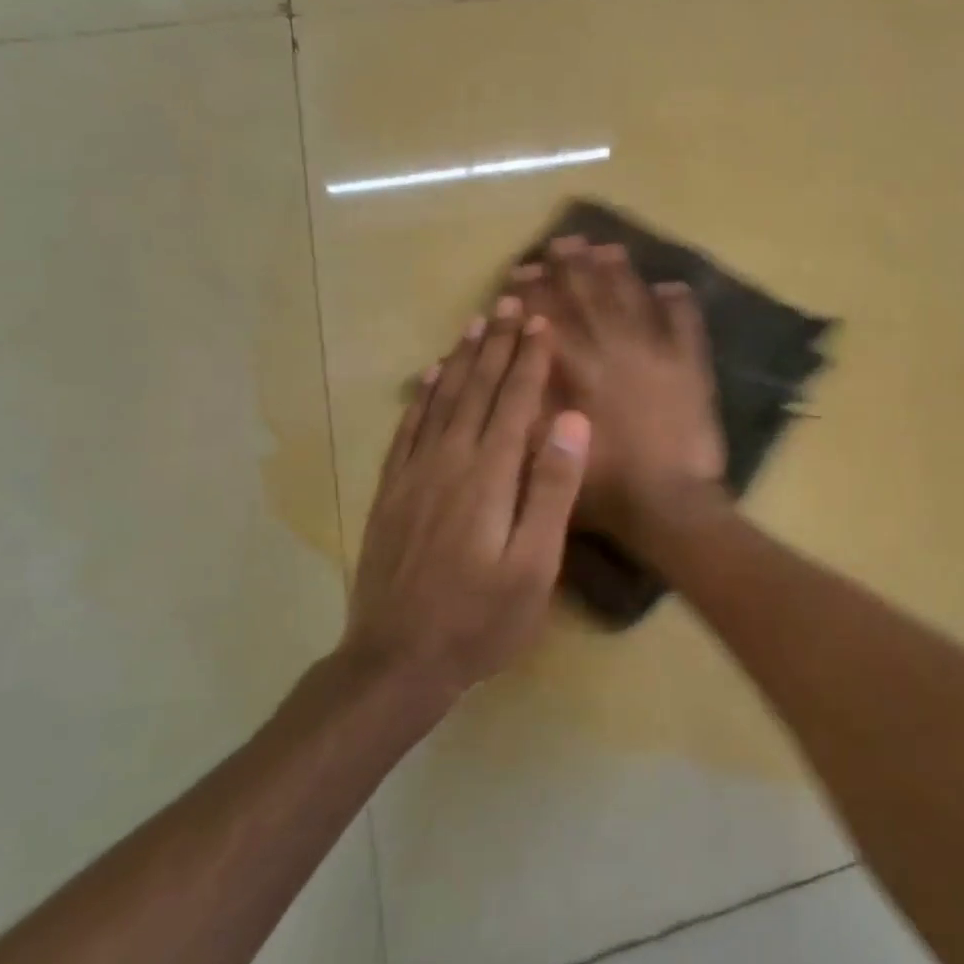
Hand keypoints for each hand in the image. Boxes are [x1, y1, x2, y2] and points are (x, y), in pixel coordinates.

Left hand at [346, 298, 589, 698]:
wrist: (397, 660)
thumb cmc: (481, 618)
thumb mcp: (535, 565)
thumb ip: (552, 490)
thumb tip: (572, 422)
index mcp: (490, 476)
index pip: (514, 403)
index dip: (530, 360)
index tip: (541, 321)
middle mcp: (449, 462)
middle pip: (477, 390)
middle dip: (498, 345)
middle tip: (510, 303)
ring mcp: (413, 475)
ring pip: (441, 401)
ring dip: (461, 359)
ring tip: (476, 324)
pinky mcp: (391, 492)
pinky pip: (407, 430)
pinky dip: (421, 397)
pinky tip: (429, 378)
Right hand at [510, 237, 726, 544]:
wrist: (669, 501)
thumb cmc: (602, 485)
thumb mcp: (543, 451)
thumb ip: (527, 400)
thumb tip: (514, 356)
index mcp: (576, 368)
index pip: (548, 316)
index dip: (534, 291)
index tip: (524, 270)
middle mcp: (613, 348)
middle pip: (589, 296)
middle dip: (572, 266)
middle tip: (562, 242)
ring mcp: (656, 352)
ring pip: (633, 299)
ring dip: (618, 271)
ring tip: (605, 248)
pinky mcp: (690, 366)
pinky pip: (685, 322)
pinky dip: (678, 302)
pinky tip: (671, 285)